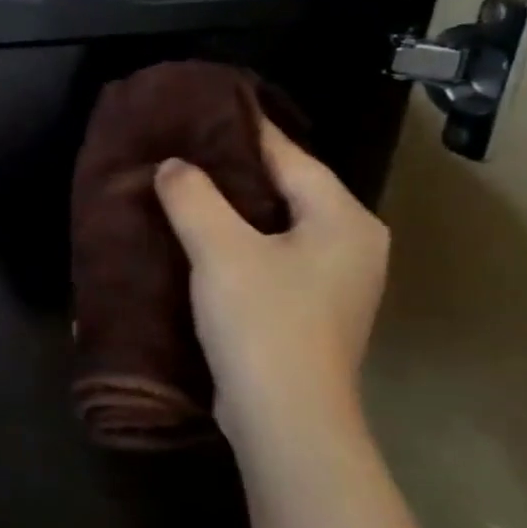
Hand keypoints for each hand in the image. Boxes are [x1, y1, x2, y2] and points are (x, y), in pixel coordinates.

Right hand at [153, 118, 387, 456]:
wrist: (286, 417)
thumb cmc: (263, 322)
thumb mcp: (221, 251)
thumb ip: (194, 197)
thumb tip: (173, 166)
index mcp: (345, 219)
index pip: (291, 157)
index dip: (246, 131)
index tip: (205, 109)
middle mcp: (352, 244)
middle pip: (288, 189)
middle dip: (237, 170)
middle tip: (184, 150)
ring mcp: (336, 282)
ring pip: (278, 226)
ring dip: (235, 210)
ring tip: (184, 190)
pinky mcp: (311, 310)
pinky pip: (272, 257)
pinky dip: (239, 243)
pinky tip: (201, 241)